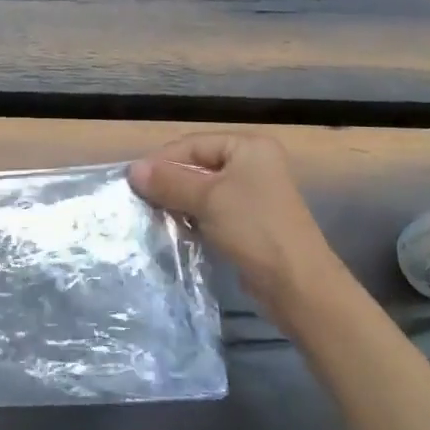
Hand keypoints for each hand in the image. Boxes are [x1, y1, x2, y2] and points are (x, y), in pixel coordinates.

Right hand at [131, 133, 344, 322]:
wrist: (297, 285)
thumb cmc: (253, 229)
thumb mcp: (207, 199)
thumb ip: (169, 182)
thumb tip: (132, 170)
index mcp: (248, 146)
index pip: (193, 144)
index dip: (162, 161)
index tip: (132, 181)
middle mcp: (253, 163)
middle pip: (198, 165)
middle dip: (169, 182)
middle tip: (139, 199)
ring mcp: (254, 193)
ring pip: (204, 190)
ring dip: (179, 201)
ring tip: (152, 215)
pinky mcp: (251, 221)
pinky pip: (214, 210)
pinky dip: (194, 216)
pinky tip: (175, 229)